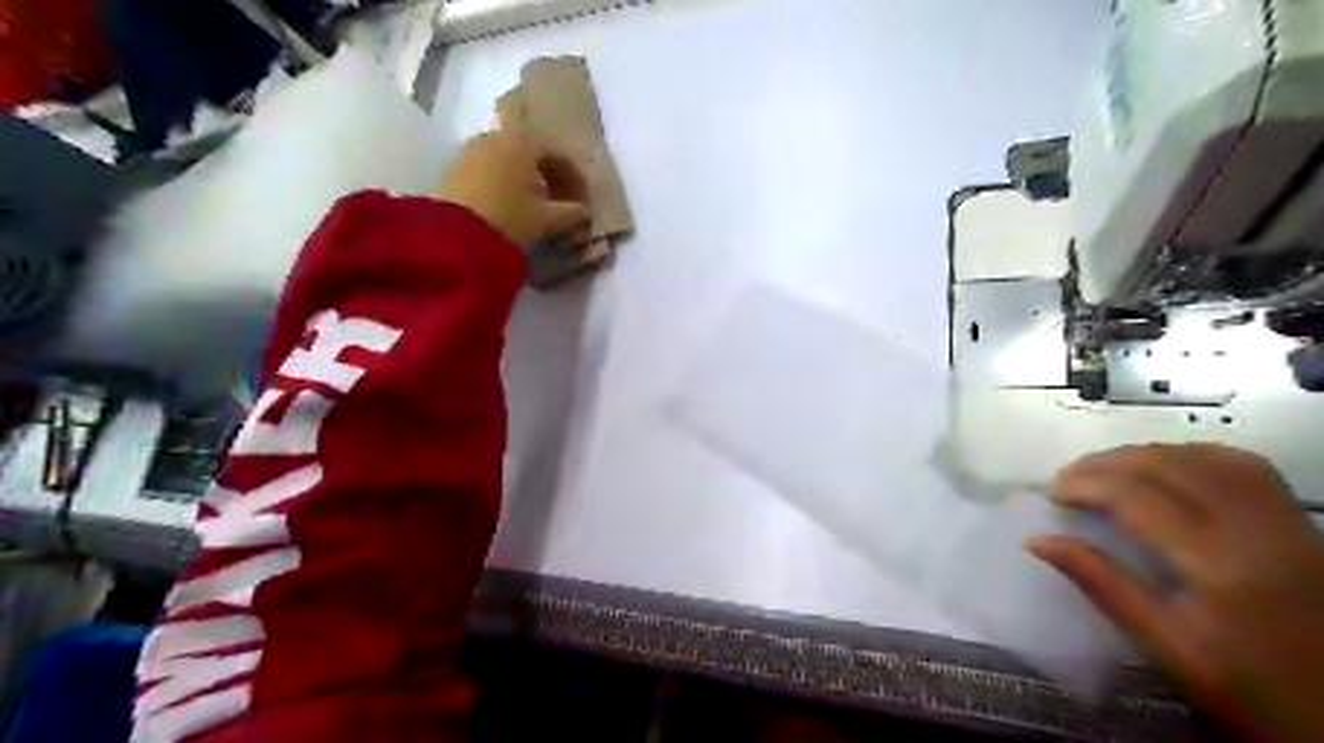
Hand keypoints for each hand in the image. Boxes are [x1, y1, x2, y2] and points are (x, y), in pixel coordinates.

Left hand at [438, 129, 589, 250]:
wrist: (452, 235)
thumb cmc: (508, 218)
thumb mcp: (545, 219)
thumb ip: (570, 213)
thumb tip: (585, 212)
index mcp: (523, 141)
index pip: (558, 154)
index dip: (574, 178)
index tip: (582, 201)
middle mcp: (496, 136)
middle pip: (531, 152)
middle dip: (549, 175)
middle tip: (561, 201)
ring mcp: (470, 150)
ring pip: (507, 160)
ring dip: (525, 179)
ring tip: (535, 206)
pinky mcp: (453, 168)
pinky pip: (488, 170)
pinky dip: (503, 183)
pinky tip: (509, 206)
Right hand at [1029, 445, 1322, 739]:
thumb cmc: (1252, 692)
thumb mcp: (1168, 648)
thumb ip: (1102, 585)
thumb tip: (1037, 541)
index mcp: (1220, 567)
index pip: (1138, 498)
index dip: (1086, 485)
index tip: (1052, 495)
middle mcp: (1256, 530)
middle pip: (1169, 466)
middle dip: (1107, 463)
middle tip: (1068, 480)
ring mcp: (1285, 522)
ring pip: (1205, 457)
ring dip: (1145, 454)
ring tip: (1107, 471)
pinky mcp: (1300, 523)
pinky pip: (1243, 466)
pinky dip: (1192, 456)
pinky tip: (1167, 469)